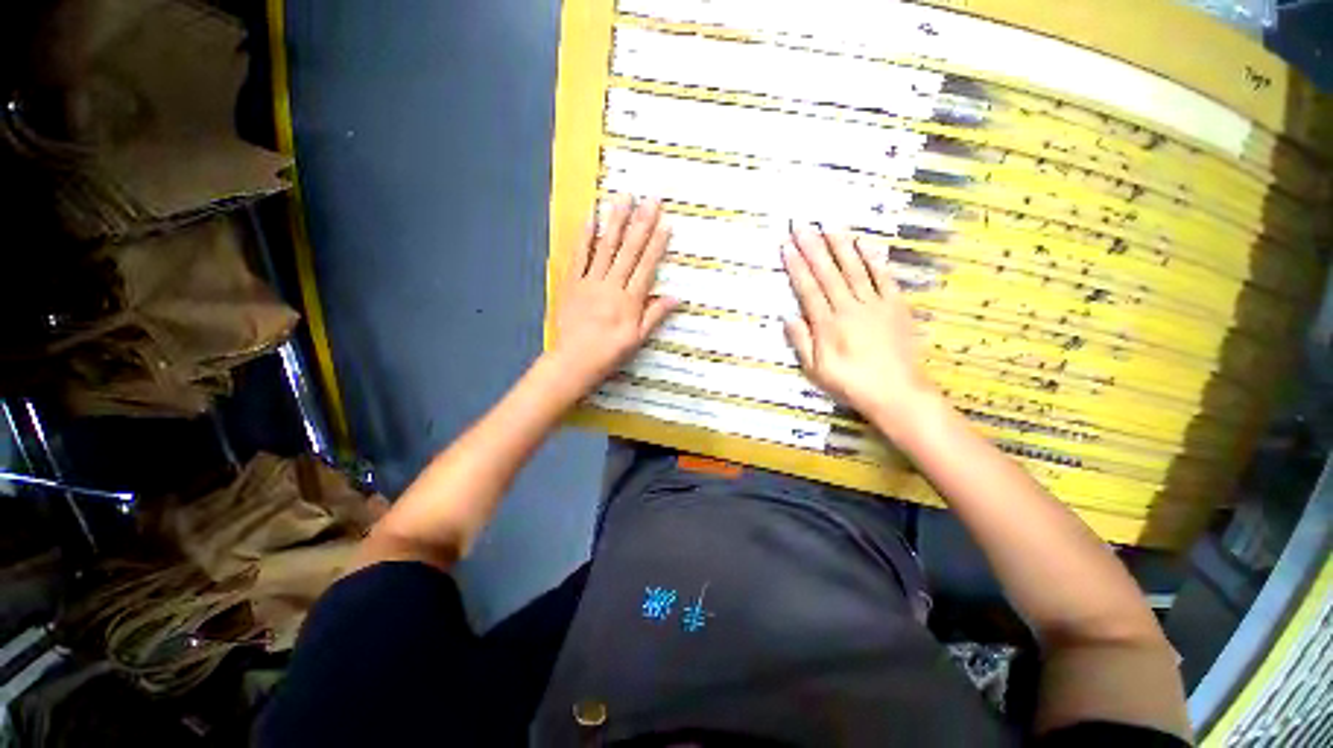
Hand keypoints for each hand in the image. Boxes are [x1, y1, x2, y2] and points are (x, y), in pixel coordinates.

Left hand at [548, 194, 677, 392]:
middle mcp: (612, 286)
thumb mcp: (638, 339)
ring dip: (616, 222)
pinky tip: (590, 219)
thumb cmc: (610, 352)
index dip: (656, 244)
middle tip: (650, 199)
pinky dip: (585, 238)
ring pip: (606, 248)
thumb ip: (655, 315)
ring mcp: (590, 282)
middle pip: (629, 251)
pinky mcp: (572, 283)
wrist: (574, 360)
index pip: (646, 267)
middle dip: (641, 224)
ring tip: (623, 199)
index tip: (665, 223)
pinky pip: (579, 257)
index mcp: (630, 301)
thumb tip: (676, 297)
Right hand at [781, 223, 938, 427]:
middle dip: (812, 248)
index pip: (808, 289)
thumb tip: (788, 317)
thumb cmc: (850, 383)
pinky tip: (865, 245)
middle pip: (828, 273)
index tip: (786, 246)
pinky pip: (883, 278)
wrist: (896, 392)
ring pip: (854, 269)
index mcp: (827, 324)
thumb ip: (801, 342)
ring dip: (840, 247)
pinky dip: (873, 260)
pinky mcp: (895, 306)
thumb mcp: (816, 370)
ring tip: (829, 226)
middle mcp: (849, 308)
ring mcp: (874, 304)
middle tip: (801, 225)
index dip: (796, 266)